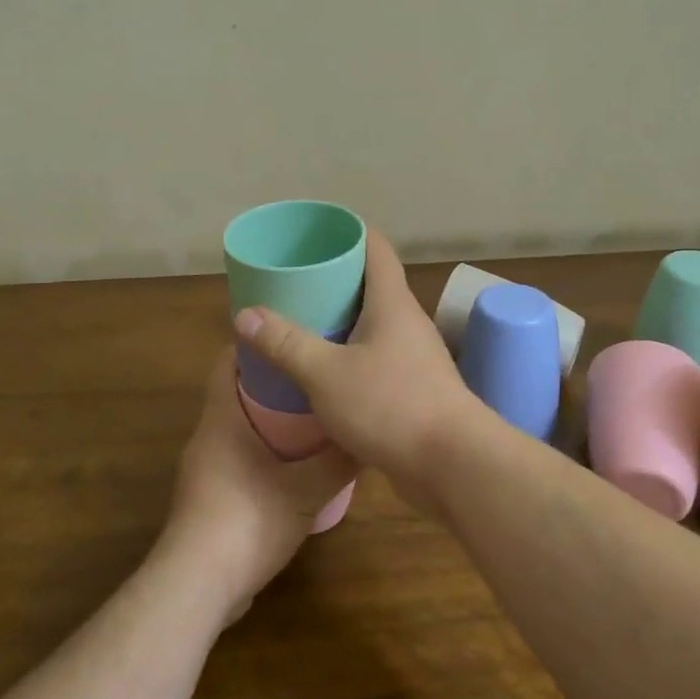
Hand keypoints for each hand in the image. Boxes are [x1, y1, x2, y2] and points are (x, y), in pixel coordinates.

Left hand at [163, 352, 355, 621]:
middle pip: (236, 393)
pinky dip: (263, 451)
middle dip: (273, 381)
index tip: (290, 335)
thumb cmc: (247, 521)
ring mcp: (205, 469)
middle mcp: (208, 437)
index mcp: (221, 419)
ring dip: (269, 419)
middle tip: (314, 374)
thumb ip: (338, 462)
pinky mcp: (210, 498)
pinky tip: (295, 465)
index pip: (228, 362)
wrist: (198, 586)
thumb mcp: (305, 491)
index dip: (255, 344)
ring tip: (313, 414)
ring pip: (238, 428)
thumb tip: (369, 436)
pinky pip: (238, 458)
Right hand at [233, 229, 484, 512]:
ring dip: (341, 321)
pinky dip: (350, 356)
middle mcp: (407, 322)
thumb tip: (245, 314)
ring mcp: (414, 357)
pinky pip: (377, 358)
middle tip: (292, 283)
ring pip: (373, 325)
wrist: (455, 466)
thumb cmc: (392, 406)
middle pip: (371, 284)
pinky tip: (323, 372)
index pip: (375, 247)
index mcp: (392, 303)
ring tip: (300, 324)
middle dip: (333, 280)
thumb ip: (286, 343)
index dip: (346, 232)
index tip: (313, 234)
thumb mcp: (326, 374)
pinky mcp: (414, 389)